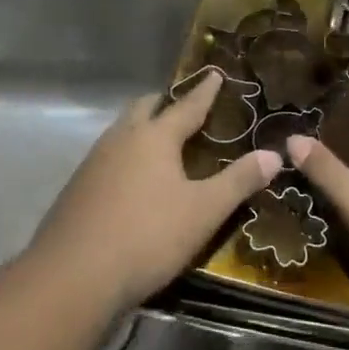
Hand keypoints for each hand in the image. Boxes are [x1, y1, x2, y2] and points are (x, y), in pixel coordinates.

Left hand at [33, 70, 279, 312]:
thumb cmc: (147, 236)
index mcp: (154, 137)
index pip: (186, 105)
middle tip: (184, 107)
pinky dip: (126, 156)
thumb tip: (275, 155)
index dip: (204, 91)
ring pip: (122, 131)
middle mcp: (122, 139)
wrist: (73, 276)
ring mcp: (94, 162)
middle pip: (144, 108)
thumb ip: (239, 181)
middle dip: (165, 103)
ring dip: (142, 128)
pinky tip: (133, 180)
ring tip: (161, 142)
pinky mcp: (77, 188)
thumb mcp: (203, 211)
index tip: (214, 73)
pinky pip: (108, 157)